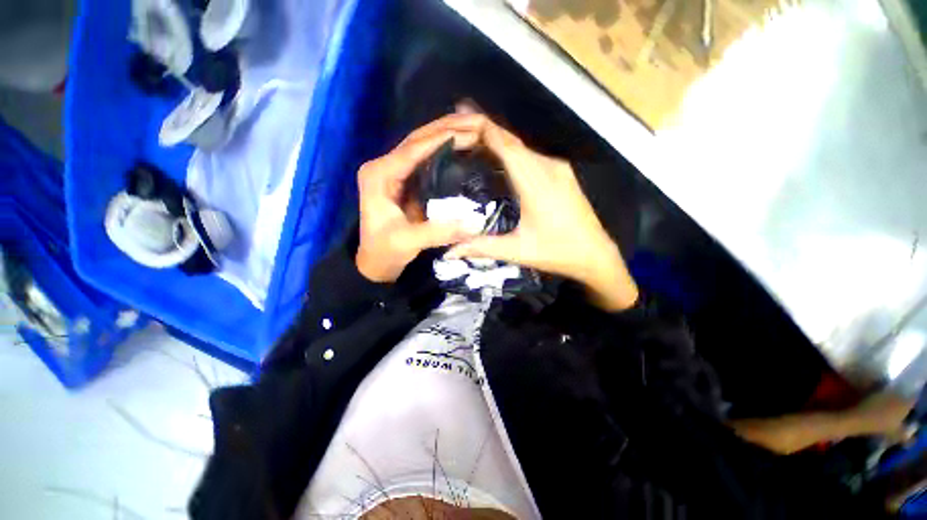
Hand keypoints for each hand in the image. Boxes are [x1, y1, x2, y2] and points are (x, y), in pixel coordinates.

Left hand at [355, 114, 483, 282]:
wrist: (376, 261)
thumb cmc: (385, 251)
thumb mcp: (407, 242)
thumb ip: (437, 232)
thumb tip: (473, 224)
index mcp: (379, 175)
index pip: (412, 150)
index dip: (441, 139)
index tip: (470, 133)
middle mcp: (384, 166)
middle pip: (417, 139)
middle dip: (446, 128)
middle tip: (476, 123)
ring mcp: (393, 172)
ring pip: (421, 145)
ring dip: (446, 135)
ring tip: (472, 129)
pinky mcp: (404, 180)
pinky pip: (425, 159)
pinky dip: (443, 150)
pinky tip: (461, 148)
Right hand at [445, 119, 638, 310]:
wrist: (596, 254)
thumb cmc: (558, 252)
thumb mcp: (518, 252)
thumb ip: (482, 248)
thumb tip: (449, 252)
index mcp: (537, 184)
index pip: (507, 147)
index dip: (484, 129)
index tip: (460, 116)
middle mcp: (549, 168)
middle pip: (513, 141)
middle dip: (485, 130)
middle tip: (458, 124)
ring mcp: (558, 169)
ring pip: (522, 147)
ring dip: (498, 140)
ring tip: (472, 138)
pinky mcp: (562, 174)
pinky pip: (531, 156)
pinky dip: (511, 151)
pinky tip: (499, 157)